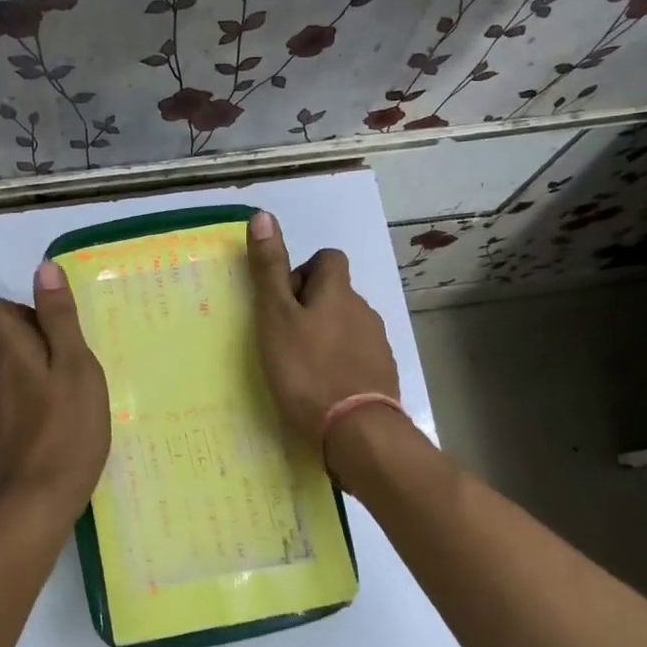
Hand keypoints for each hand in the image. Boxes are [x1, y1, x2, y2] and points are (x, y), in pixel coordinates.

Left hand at [0, 261, 111, 526]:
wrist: (34, 504)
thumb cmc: (65, 429)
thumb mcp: (75, 366)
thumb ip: (60, 317)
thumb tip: (44, 268)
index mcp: (7, 349)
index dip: (23, 309)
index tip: (58, 328)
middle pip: (0, 337)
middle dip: (32, 337)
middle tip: (73, 359)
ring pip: (6, 370)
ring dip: (34, 370)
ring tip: (71, 389)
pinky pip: (11, 399)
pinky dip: (32, 399)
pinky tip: (60, 420)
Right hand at [246, 211, 400, 456]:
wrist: (356, 432)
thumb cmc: (306, 370)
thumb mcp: (276, 317)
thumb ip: (269, 270)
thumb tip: (263, 214)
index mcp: (338, 293)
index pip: (328, 259)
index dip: (304, 272)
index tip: (283, 301)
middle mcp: (364, 311)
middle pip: (337, 295)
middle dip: (313, 308)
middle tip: (284, 338)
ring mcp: (378, 345)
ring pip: (348, 327)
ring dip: (327, 337)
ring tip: (302, 368)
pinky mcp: (383, 376)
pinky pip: (358, 358)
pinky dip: (341, 364)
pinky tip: (324, 389)